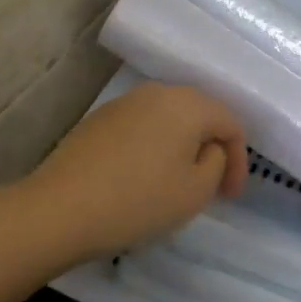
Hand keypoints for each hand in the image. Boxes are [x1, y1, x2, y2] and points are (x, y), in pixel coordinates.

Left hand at [21, 83, 246, 264]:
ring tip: (179, 183)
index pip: (231, 123)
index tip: (231, 197)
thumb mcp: (196, 190)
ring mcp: (124, 103)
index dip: (240, 161)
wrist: (60, 209)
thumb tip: (207, 149)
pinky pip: (141, 128)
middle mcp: (157, 92)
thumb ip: (216, 163)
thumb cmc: (139, 200)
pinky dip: (154, 148)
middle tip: (214, 187)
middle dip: (212, 150)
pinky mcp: (99, 120)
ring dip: (182, 148)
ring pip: (169, 121)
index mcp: (188, 103)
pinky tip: (144, 178)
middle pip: (199, 115)